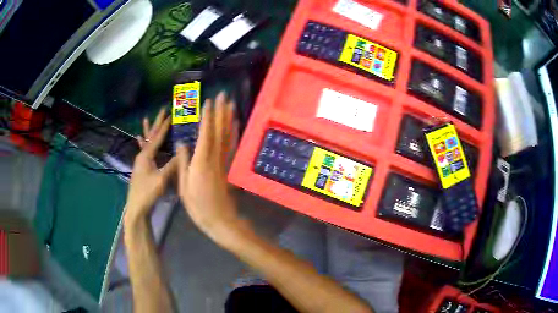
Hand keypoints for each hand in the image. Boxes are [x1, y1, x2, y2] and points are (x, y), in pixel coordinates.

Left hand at [124, 108, 176, 225]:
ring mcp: (140, 161)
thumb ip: (172, 165)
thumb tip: (184, 151)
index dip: (165, 126)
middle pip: (150, 135)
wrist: (137, 208)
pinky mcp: (141, 168)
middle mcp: (142, 155)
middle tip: (162, 110)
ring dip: (149, 130)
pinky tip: (139, 138)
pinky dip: (142, 142)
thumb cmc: (148, 193)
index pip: (157, 137)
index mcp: (146, 155)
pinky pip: (143, 150)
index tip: (172, 114)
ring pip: (146, 141)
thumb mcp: (161, 180)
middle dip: (156, 123)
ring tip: (147, 119)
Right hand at [176, 92, 239, 240]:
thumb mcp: (184, 186)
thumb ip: (183, 163)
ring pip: (227, 136)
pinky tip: (236, 124)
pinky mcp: (229, 167)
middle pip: (219, 130)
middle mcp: (215, 158)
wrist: (220, 220)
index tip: (208, 102)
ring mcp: (224, 162)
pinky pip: (233, 146)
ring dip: (229, 118)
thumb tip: (182, 144)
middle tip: (223, 95)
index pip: (205, 134)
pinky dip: (234, 133)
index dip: (207, 117)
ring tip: (230, 104)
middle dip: (220, 111)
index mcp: (202, 162)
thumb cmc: (198, 206)